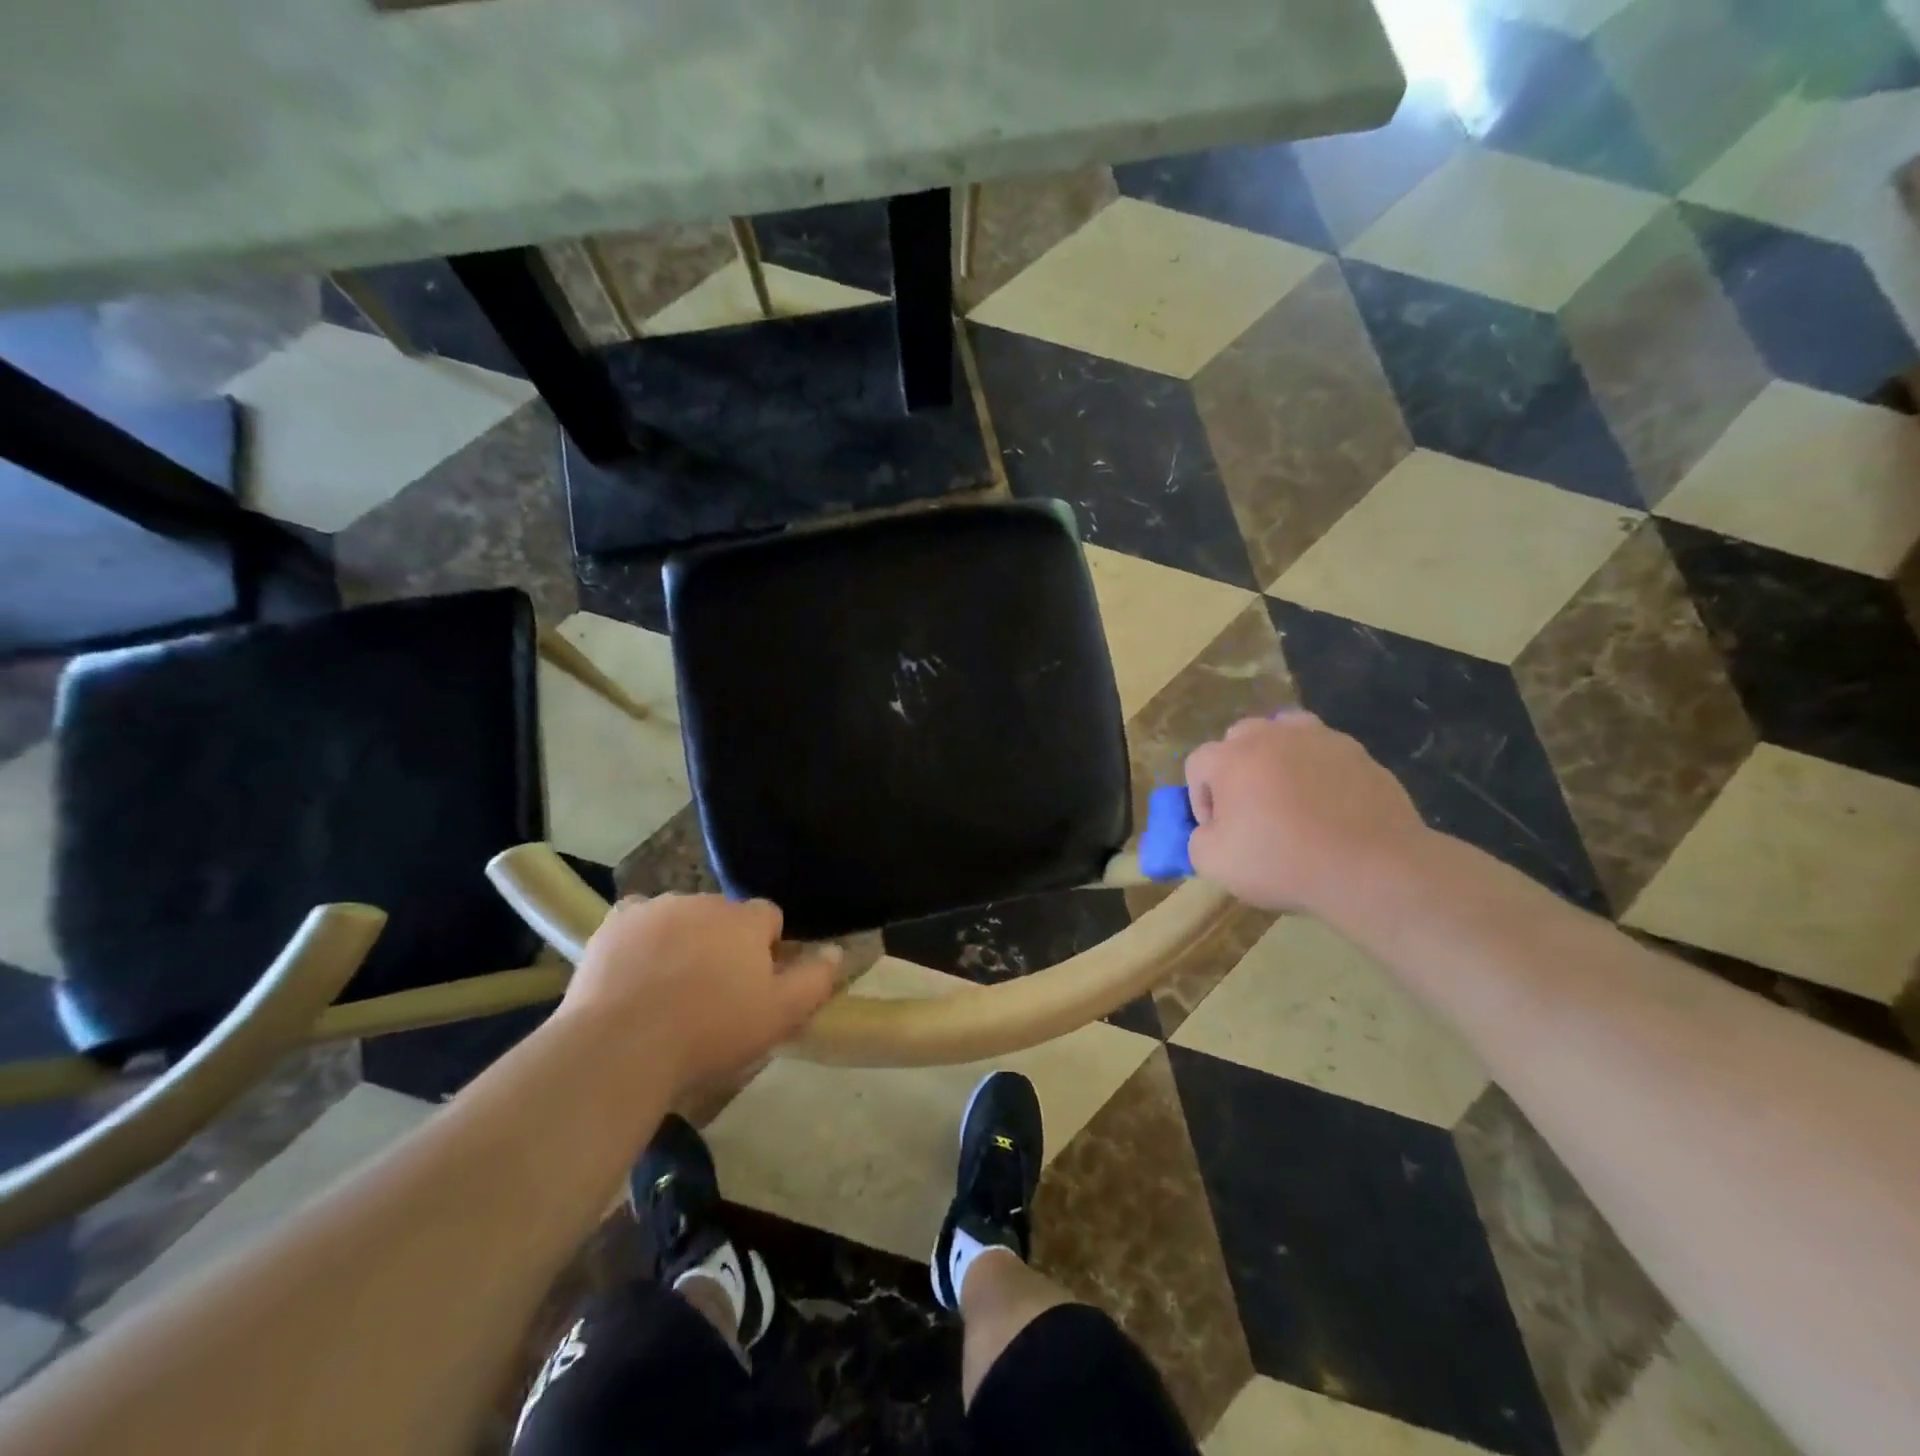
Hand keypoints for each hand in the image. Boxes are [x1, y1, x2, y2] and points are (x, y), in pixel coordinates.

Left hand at [559, 894, 841, 1089]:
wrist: (623, 1045)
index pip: (769, 917)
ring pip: (681, 916)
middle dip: (723, 942)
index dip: (766, 948)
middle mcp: (704, 902)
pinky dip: (641, 937)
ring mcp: (656, 908)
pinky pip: (638, 920)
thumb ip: (815, 979)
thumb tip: (836, 950)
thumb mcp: (779, 1015)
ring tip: (669, 987)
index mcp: (745, 919)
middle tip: (712, 991)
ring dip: (683, 938)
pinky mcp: (615, 922)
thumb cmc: (710, 1031)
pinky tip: (635, 969)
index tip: (754, 983)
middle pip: (723, 916)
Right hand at [1184, 713, 1429, 913]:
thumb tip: (1209, 830)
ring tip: (1287, 795)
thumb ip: (1197, 839)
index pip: (1198, 763)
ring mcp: (1319, 739)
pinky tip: (1327, 806)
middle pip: (1239, 739)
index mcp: (1232, 758)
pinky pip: (1324, 753)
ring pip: (1284, 734)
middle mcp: (1272, 736)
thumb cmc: (1283, 862)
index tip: (1216, 829)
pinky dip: (1317, 771)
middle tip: (1248, 809)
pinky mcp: (1358, 753)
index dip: (1199, 797)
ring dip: (1277, 758)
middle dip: (1236, 770)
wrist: (1372, 868)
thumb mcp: (1215, 864)